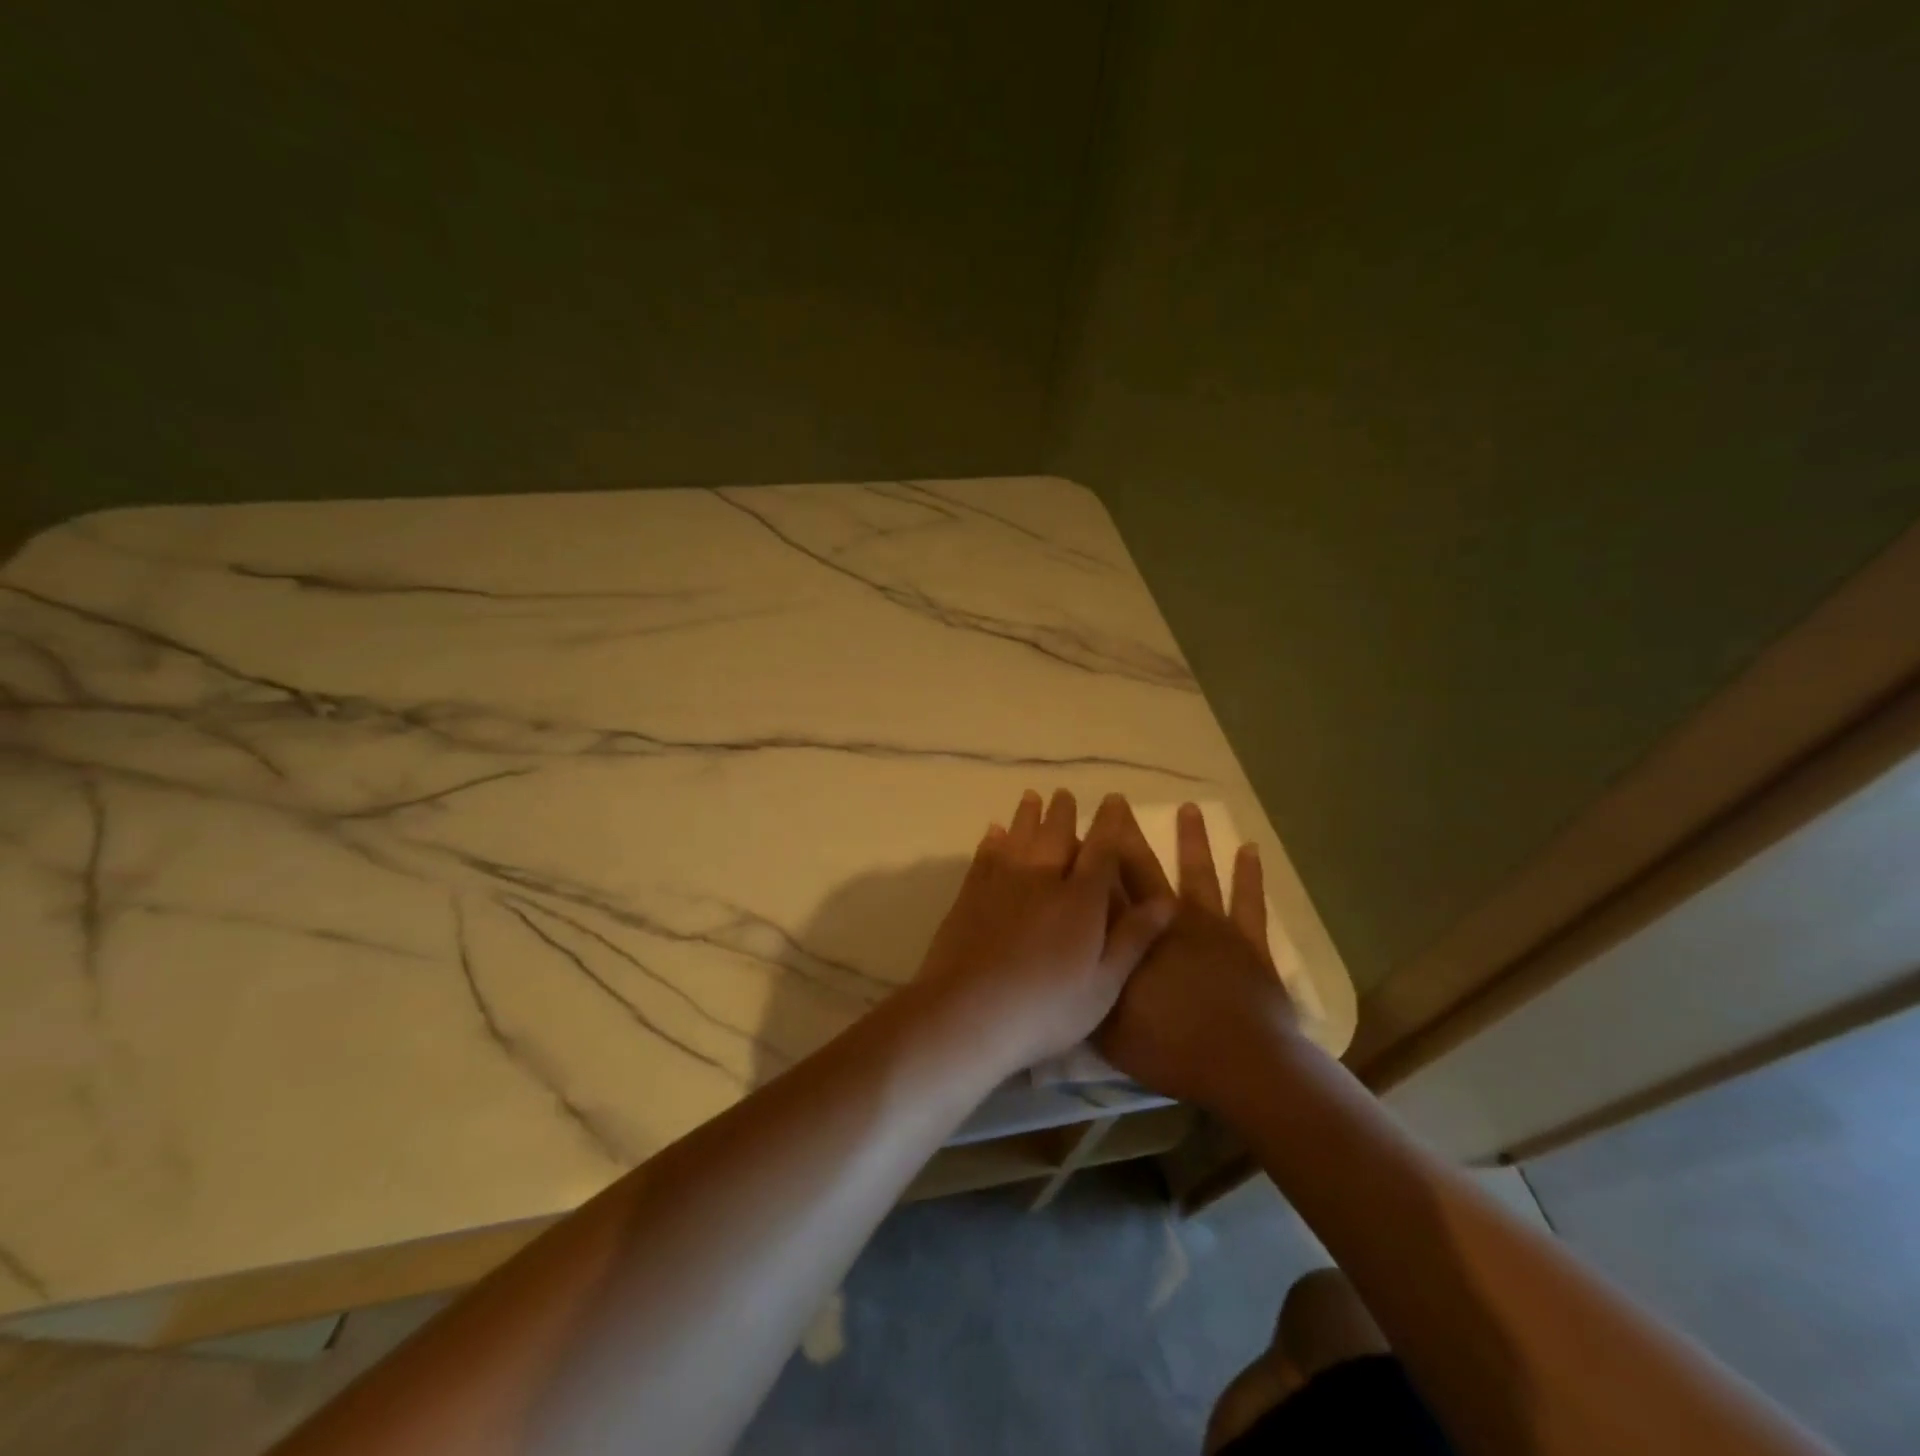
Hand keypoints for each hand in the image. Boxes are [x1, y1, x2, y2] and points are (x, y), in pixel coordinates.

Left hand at [911, 789, 1175, 1077]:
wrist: (969, 1012)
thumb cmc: (1046, 1007)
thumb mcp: (1104, 984)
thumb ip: (1134, 938)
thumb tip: (1167, 900)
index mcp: (1081, 900)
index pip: (1101, 850)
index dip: (1109, 823)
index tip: (1113, 800)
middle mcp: (1042, 879)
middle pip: (1056, 835)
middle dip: (1063, 812)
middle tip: (1064, 793)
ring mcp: (1002, 884)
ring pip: (1019, 837)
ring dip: (1027, 816)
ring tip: (1032, 797)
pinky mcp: (970, 895)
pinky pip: (985, 856)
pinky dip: (992, 840)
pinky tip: (993, 832)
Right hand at [1094, 802, 1296, 1110]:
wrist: (1240, 1063)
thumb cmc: (1167, 1049)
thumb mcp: (1106, 1026)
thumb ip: (1084, 987)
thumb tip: (1061, 957)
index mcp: (1129, 939)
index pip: (1100, 889)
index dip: (1086, 858)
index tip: (1075, 828)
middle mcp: (1166, 919)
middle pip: (1141, 868)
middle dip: (1125, 834)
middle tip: (1116, 801)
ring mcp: (1210, 926)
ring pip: (1197, 872)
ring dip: (1192, 839)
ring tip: (1188, 807)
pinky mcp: (1247, 941)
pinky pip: (1249, 901)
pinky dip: (1250, 875)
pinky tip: (1250, 849)